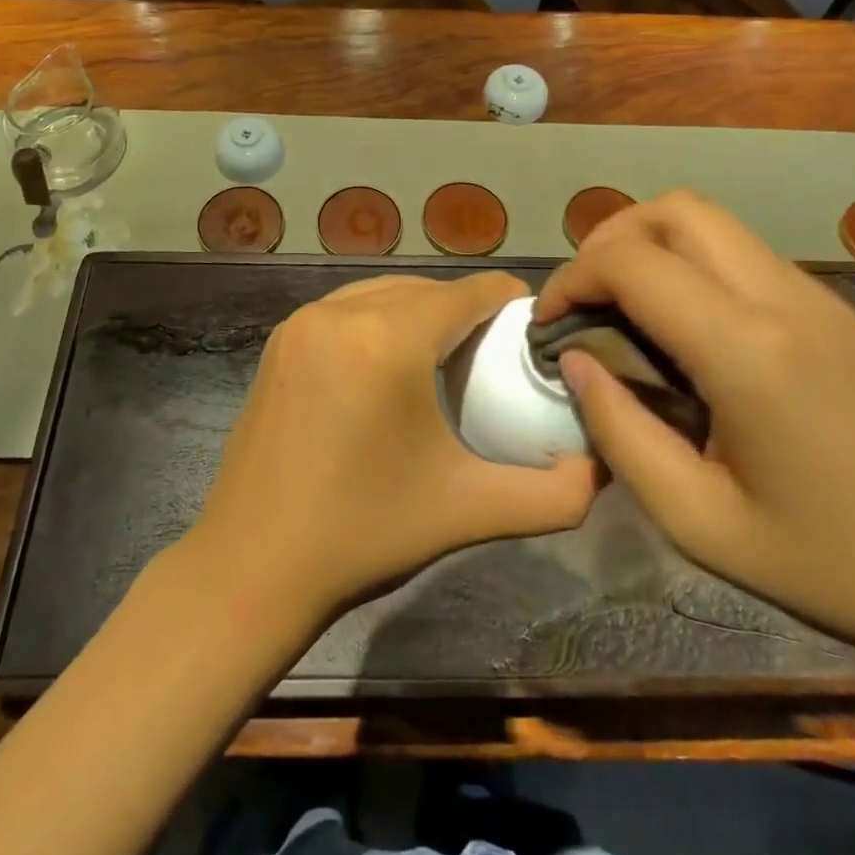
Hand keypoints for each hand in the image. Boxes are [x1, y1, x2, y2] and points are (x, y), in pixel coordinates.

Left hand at [192, 273, 599, 619]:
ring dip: (421, 312)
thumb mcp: (467, 510)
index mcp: (388, 339)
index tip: (534, 332)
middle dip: (467, 311)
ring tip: (447, 357)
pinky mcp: (279, 341)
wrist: (251, 565)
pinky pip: (346, 309)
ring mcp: (302, 322)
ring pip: (384, 293)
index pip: (469, 293)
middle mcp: (341, 312)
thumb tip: (602, 468)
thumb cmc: (364, 533)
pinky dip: (379, 320)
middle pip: (427, 289)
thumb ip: (552, 493)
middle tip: (495, 356)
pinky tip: (388, 365)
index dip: (509, 303)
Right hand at [536, 191, 854, 670]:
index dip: (571, 279)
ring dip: (651, 244)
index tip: (548, 324)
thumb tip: (574, 362)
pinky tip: (684, 328)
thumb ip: (620, 432)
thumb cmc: (836, 565)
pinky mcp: (836, 310)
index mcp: (746, 349)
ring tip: (623, 307)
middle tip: (584, 300)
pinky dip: (691, 262)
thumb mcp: (700, 521)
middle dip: (608, 239)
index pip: (631, 262)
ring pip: (711, 221)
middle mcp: (782, 299)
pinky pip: (743, 253)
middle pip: (674, 210)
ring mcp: (817, 297)